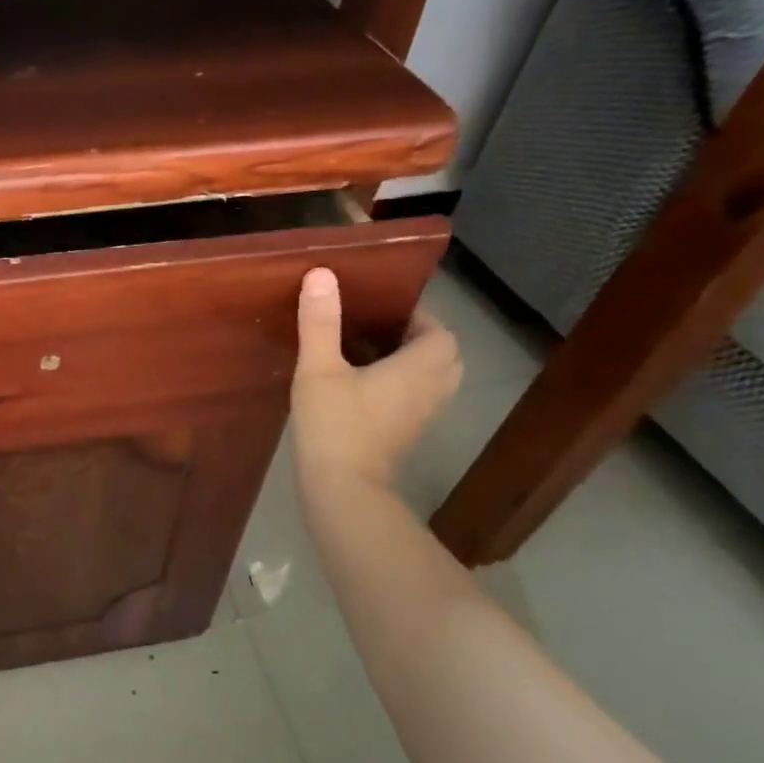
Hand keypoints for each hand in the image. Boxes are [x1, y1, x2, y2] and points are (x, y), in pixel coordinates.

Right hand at [291, 268, 460, 499]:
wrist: (342, 488)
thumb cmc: (335, 424)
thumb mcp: (319, 368)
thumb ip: (321, 322)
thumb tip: (321, 274)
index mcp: (419, 368)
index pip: (441, 332)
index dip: (419, 316)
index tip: (383, 308)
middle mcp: (430, 390)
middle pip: (444, 356)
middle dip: (418, 339)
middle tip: (378, 329)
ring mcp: (421, 417)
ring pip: (433, 380)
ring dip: (411, 364)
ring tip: (370, 353)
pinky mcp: (406, 435)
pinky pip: (415, 399)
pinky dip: (401, 386)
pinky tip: (361, 385)